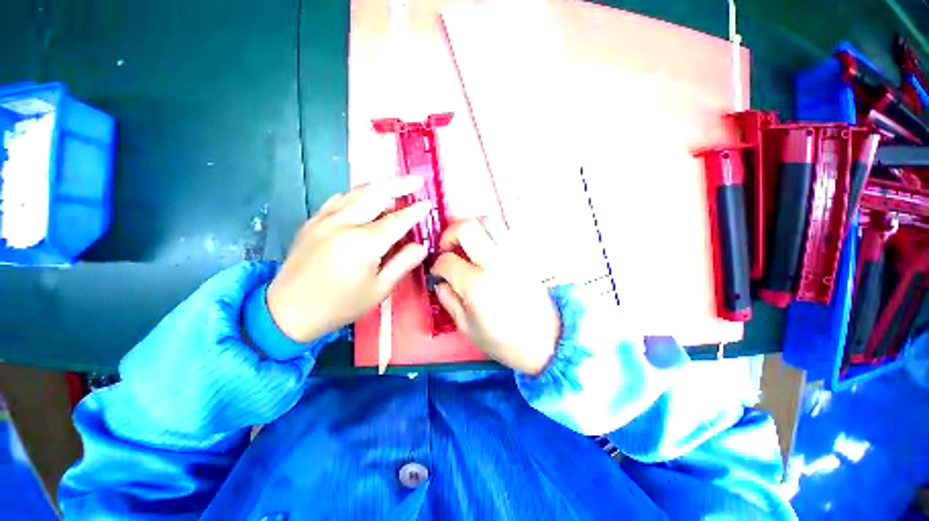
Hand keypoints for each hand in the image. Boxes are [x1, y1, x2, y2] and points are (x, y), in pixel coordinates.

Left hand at [267, 177, 430, 342]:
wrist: (288, 311)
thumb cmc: (340, 305)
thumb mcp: (379, 290)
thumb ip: (403, 264)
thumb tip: (421, 246)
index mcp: (364, 243)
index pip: (397, 220)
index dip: (416, 211)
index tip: (429, 203)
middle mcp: (344, 223)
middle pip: (376, 193)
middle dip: (400, 184)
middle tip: (417, 180)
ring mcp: (325, 219)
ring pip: (357, 191)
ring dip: (380, 185)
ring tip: (397, 185)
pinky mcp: (313, 221)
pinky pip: (339, 199)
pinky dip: (358, 194)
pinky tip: (366, 199)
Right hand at [431, 219, 560, 374]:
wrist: (545, 341)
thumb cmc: (503, 340)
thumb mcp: (466, 326)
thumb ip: (448, 299)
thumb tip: (440, 281)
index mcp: (476, 284)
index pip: (447, 260)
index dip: (437, 265)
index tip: (439, 273)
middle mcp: (495, 262)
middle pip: (467, 227)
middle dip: (450, 234)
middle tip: (447, 248)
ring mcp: (513, 255)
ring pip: (488, 221)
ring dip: (471, 227)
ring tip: (466, 243)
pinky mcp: (525, 255)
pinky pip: (505, 230)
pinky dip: (489, 231)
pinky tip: (485, 247)